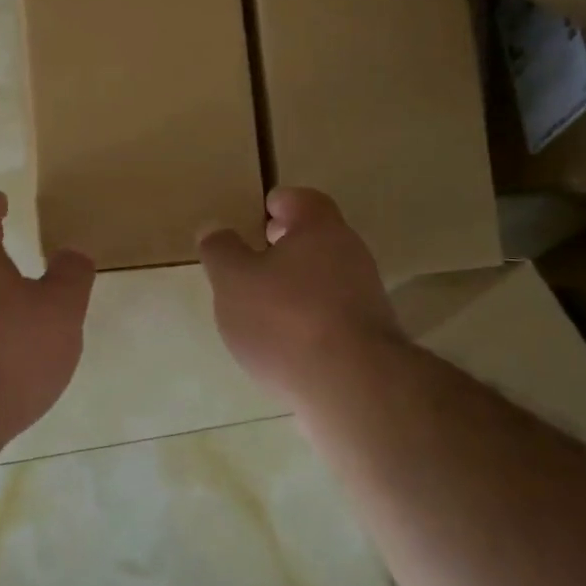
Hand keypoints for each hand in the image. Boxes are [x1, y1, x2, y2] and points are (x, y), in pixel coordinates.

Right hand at [198, 187, 406, 407]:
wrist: (352, 386)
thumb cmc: (285, 318)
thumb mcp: (233, 280)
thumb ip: (220, 251)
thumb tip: (213, 228)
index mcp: (320, 228)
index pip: (301, 200)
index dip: (277, 204)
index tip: (257, 218)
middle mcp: (351, 254)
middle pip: (317, 239)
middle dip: (286, 247)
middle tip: (254, 260)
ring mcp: (367, 296)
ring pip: (326, 278)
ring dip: (297, 286)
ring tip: (263, 308)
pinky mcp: (371, 337)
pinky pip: (334, 314)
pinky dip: (310, 320)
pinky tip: (288, 344)